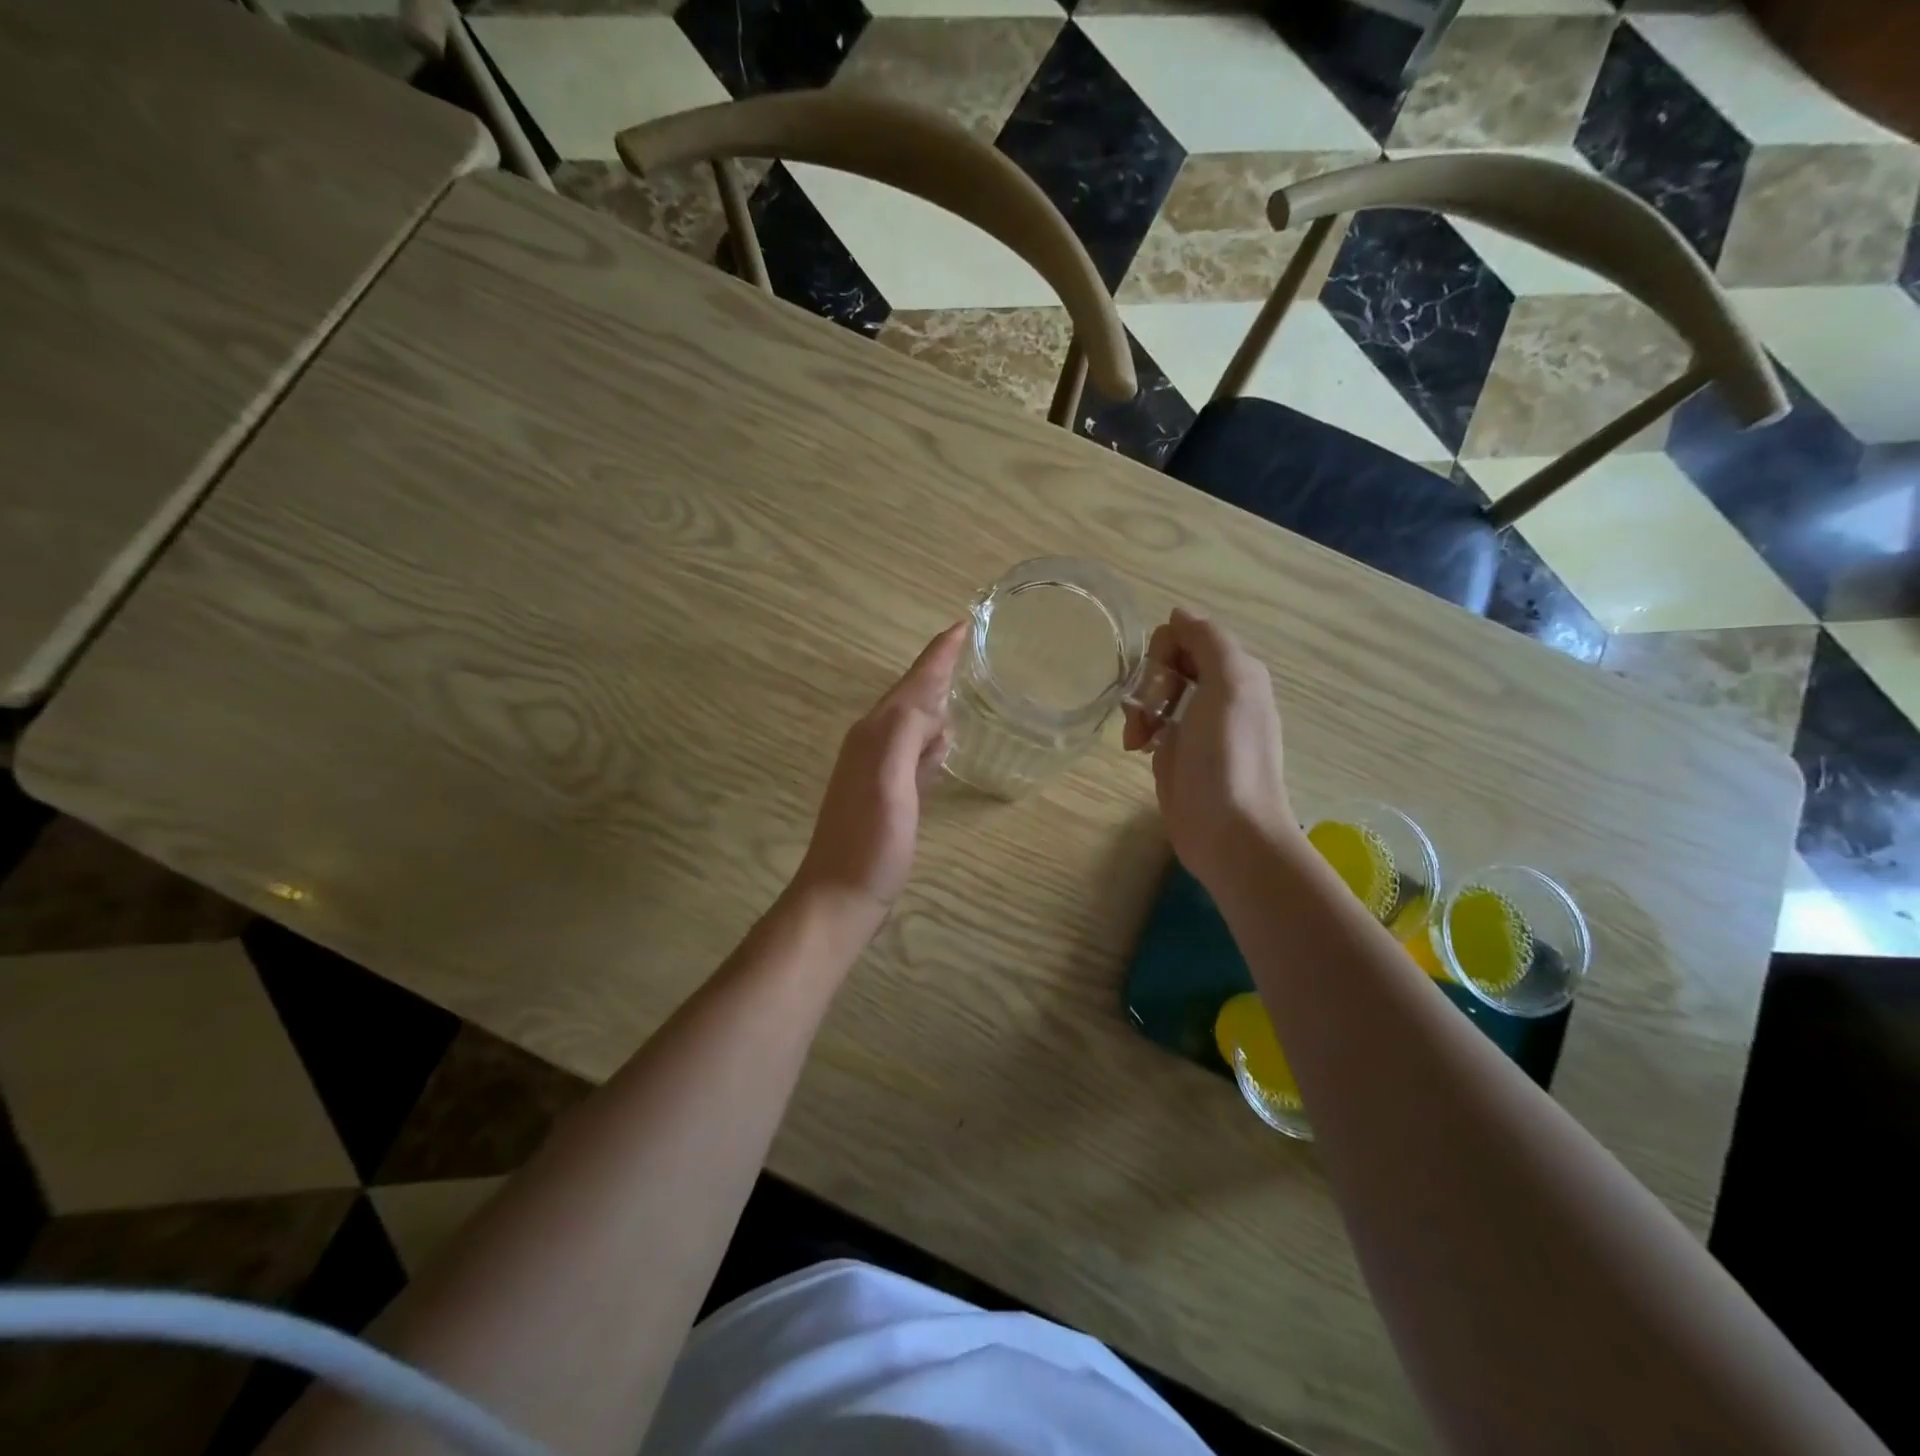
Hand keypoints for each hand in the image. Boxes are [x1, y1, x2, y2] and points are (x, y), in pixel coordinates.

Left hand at [790, 623, 965, 922]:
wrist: (840, 895)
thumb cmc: (870, 842)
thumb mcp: (890, 782)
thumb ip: (906, 734)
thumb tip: (933, 703)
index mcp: (876, 733)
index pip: (913, 682)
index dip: (938, 654)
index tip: (964, 625)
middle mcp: (874, 743)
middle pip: (911, 696)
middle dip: (937, 671)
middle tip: (970, 648)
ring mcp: (878, 769)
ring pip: (913, 722)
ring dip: (935, 701)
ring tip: (964, 685)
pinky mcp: (887, 794)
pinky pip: (914, 751)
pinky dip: (932, 738)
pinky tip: (945, 742)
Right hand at [1123, 609, 1293, 892]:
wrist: (1227, 830)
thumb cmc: (1228, 755)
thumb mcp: (1230, 684)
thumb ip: (1207, 640)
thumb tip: (1179, 614)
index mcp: (1235, 672)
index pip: (1186, 636)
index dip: (1165, 653)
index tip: (1162, 683)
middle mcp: (1217, 693)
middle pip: (1166, 663)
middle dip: (1149, 683)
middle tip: (1148, 715)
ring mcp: (1194, 725)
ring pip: (1153, 692)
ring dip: (1139, 709)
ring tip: (1138, 740)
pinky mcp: (1174, 753)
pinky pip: (1148, 723)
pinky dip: (1138, 730)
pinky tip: (1137, 749)